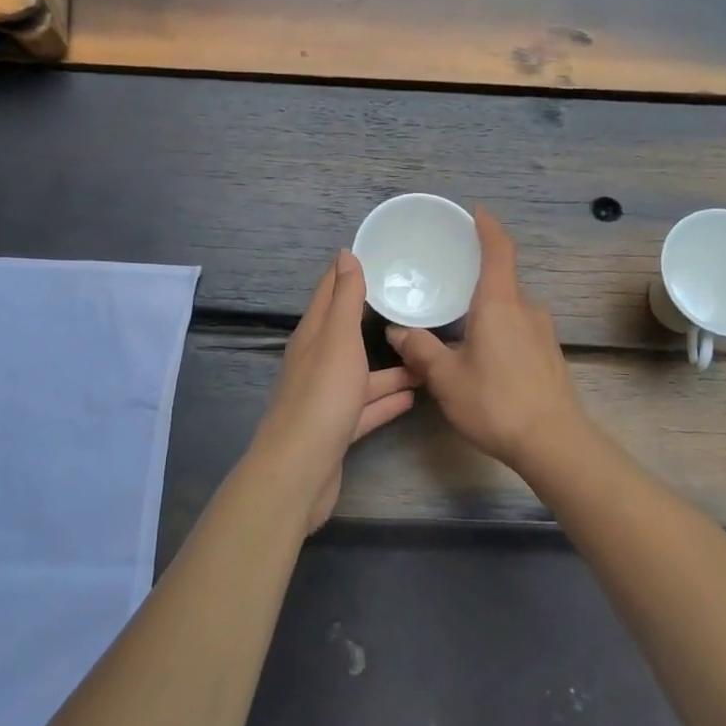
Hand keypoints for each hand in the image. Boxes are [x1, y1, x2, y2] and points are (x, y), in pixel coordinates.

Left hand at [251, 250, 417, 530]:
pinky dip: (387, 400)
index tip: (373, 254)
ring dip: (390, 367)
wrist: (299, 472)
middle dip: (373, 319)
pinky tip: (413, 396)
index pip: (328, 294)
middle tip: (411, 305)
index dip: (346, 273)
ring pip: (362, 374)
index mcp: (312, 337)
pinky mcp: (337, 430)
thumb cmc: (321, 397)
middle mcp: (316, 363)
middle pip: (346, 334)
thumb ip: (344, 299)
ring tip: (426, 357)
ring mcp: (327, 398)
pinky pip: (367, 408)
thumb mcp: (337, 339)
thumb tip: (344, 254)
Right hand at [387, 208, 588, 468]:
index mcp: (499, 304)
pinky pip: (521, 329)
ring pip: (511, 309)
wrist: (553, 442)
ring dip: (488, 311)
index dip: (488, 227)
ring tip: (461, 327)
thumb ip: (421, 350)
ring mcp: (543, 332)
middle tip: (449, 285)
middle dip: (477, 279)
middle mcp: (526, 309)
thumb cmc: (495, 402)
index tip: (477, 211)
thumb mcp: (446, 378)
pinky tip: (485, 356)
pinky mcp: (551, 354)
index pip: (499, 250)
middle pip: (502, 281)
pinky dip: (501, 330)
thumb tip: (397, 331)